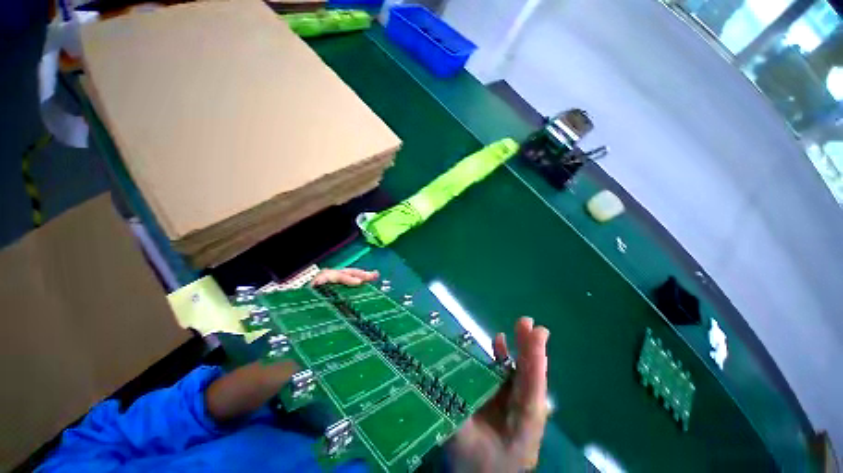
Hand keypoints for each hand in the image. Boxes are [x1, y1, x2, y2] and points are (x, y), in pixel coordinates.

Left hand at [207, 268, 377, 423]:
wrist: (254, 383)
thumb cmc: (263, 372)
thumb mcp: (276, 366)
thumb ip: (295, 360)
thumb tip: (323, 351)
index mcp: (296, 305)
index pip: (321, 279)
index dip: (340, 278)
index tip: (357, 285)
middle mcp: (306, 301)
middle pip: (332, 278)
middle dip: (352, 274)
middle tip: (371, 277)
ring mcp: (315, 307)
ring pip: (336, 286)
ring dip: (354, 279)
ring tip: (372, 278)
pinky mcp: (322, 316)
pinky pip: (338, 298)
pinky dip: (351, 293)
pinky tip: (364, 294)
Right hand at [447, 317, 549, 471]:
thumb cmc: (474, 466)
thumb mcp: (461, 443)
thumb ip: (453, 411)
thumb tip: (439, 379)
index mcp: (521, 425)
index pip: (531, 389)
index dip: (534, 360)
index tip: (537, 334)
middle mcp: (524, 412)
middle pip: (531, 376)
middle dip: (530, 348)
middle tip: (527, 323)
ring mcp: (516, 405)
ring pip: (523, 373)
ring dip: (521, 349)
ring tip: (520, 326)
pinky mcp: (506, 401)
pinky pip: (509, 375)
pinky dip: (505, 357)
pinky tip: (499, 343)